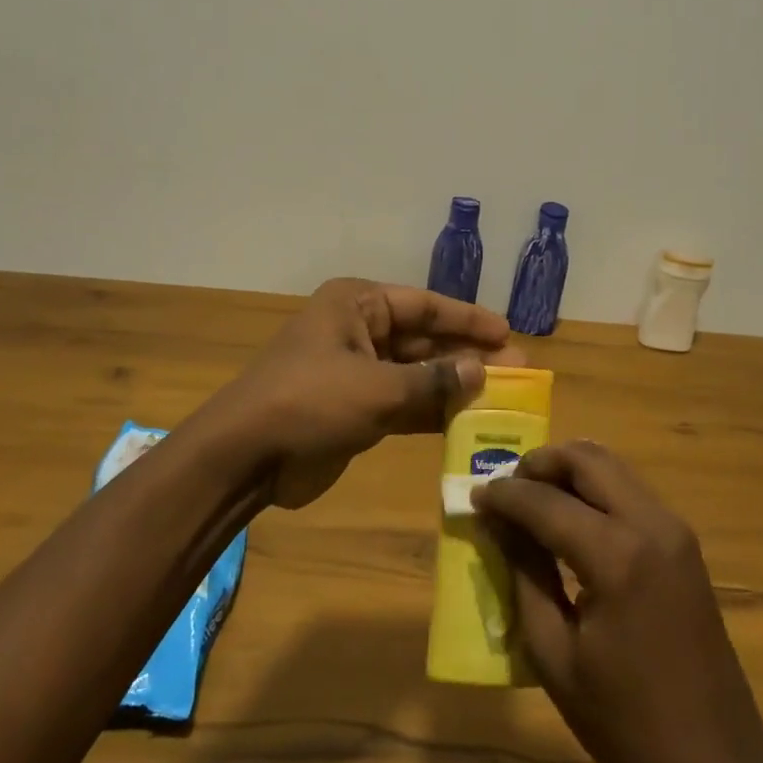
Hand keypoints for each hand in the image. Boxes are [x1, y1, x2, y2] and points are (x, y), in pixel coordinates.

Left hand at [200, 278, 519, 507]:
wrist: (245, 457)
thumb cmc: (310, 402)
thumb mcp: (376, 387)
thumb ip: (433, 381)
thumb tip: (482, 371)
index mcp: (357, 306)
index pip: (425, 305)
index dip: (468, 318)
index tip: (508, 332)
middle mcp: (358, 331)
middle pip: (424, 338)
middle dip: (467, 354)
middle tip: (517, 368)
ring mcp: (356, 372)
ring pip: (417, 373)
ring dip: (454, 385)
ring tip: (504, 395)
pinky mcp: (355, 410)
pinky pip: (404, 403)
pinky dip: (433, 412)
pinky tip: (470, 421)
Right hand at [474, 440, 762, 762]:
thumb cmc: (626, 723)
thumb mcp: (555, 656)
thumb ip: (524, 576)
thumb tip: (497, 524)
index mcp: (617, 557)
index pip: (546, 501)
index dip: (504, 495)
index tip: (474, 496)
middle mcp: (650, 524)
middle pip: (586, 459)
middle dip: (539, 464)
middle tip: (506, 489)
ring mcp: (674, 528)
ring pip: (611, 466)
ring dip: (567, 472)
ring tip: (532, 500)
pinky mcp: (683, 541)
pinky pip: (629, 490)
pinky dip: (593, 489)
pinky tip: (569, 518)